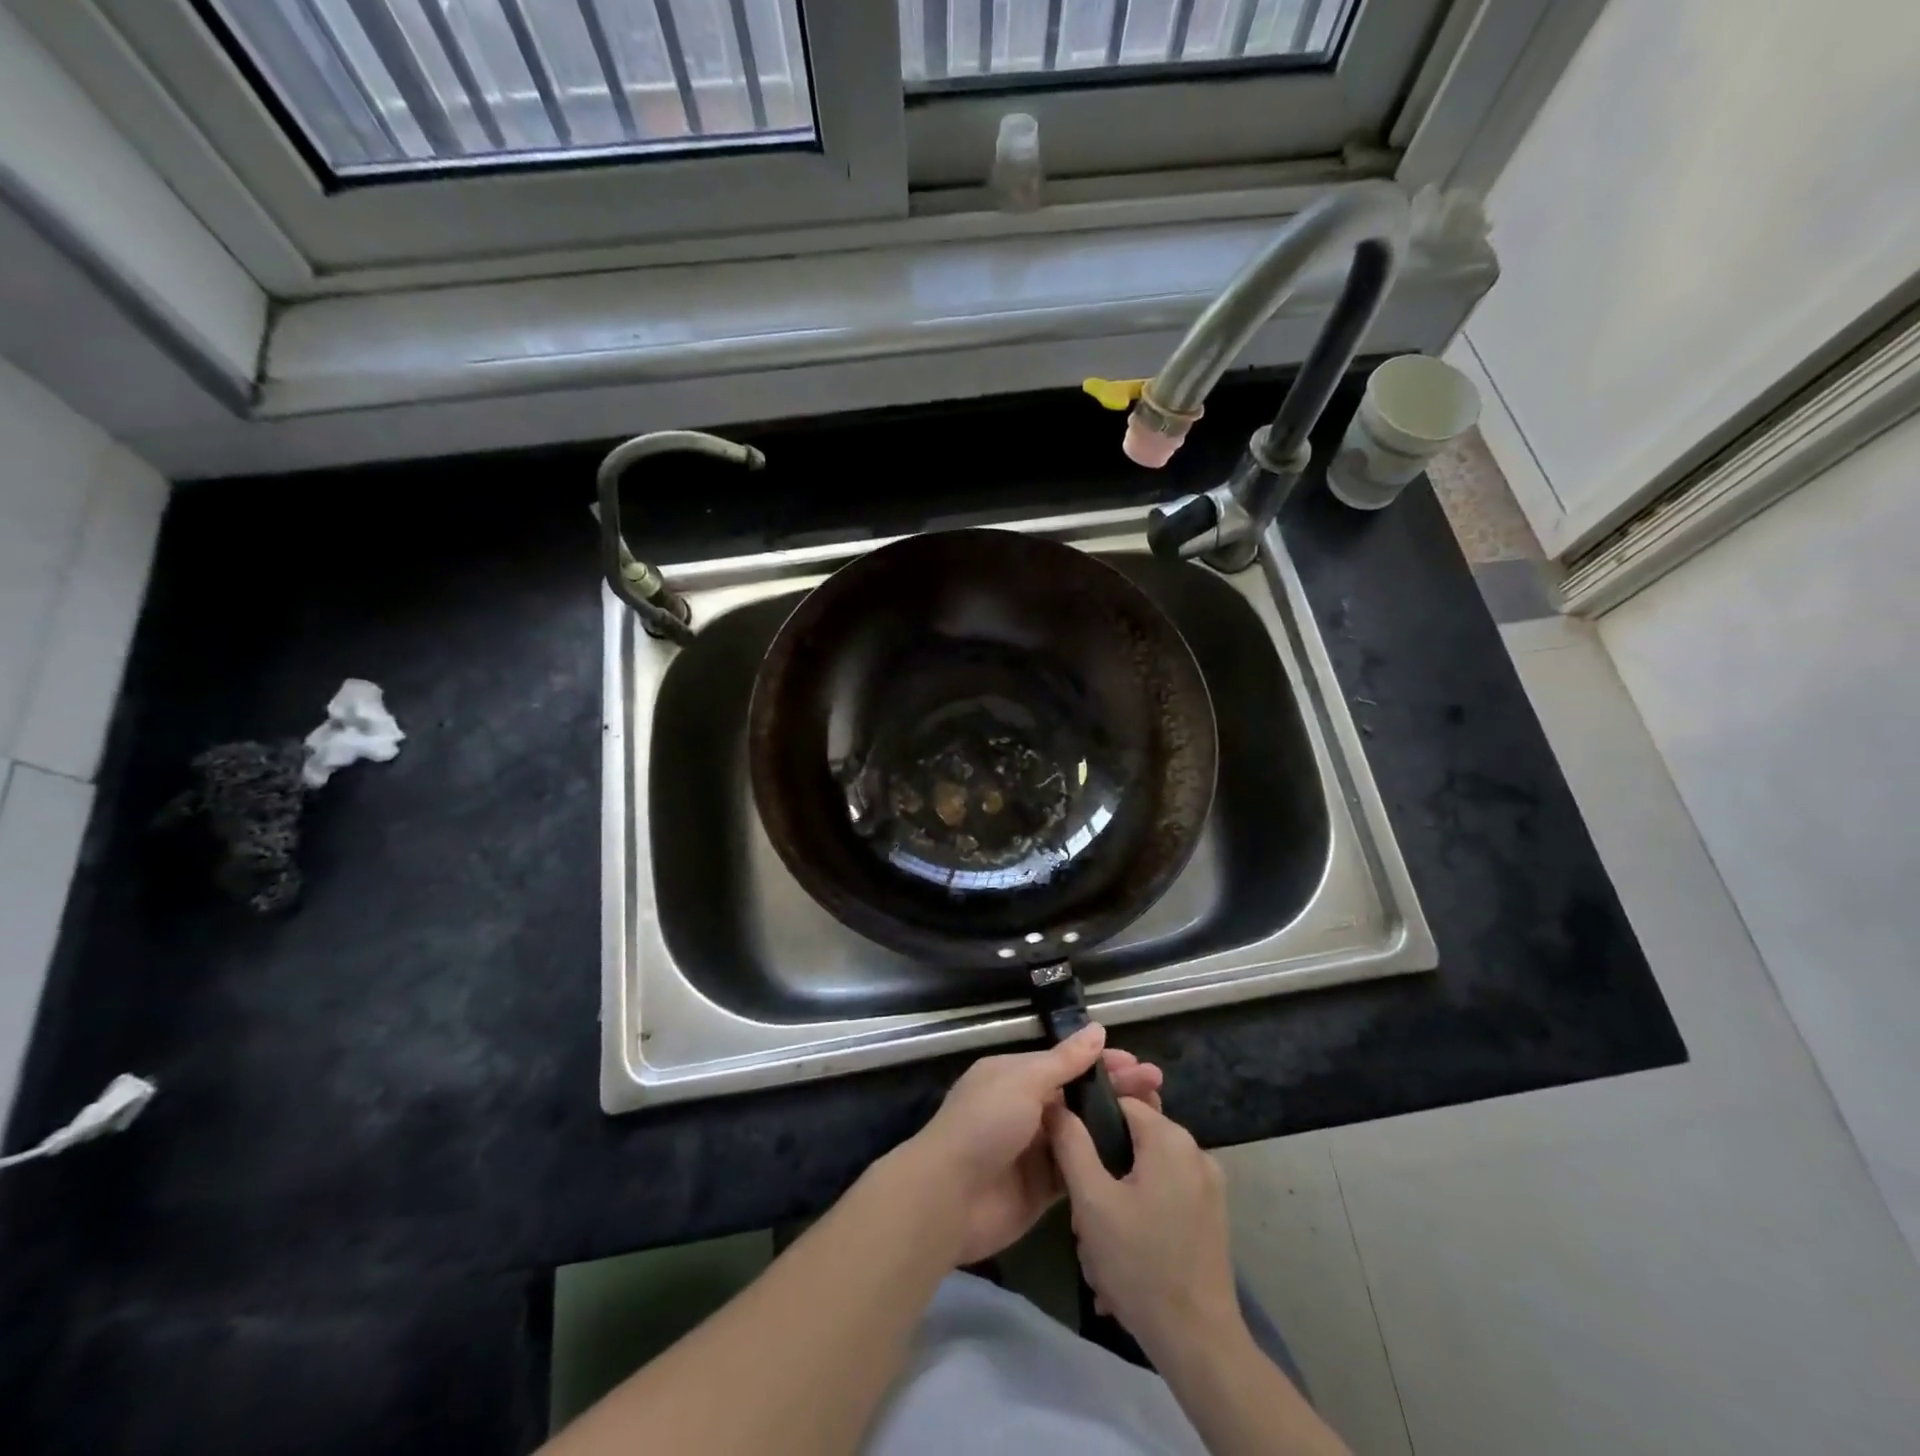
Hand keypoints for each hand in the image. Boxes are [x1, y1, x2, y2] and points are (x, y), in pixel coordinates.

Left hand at [904, 1025, 1162, 1266]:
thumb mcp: (1023, 1082)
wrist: (950, 1197)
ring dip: (1115, 1124)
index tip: (1139, 1065)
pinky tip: (1136, 1160)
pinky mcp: (1044, 1188)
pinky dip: (1102, 1161)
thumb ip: (1063, 1061)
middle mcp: (1027, 1107)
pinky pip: (1079, 1169)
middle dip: (1116, 1091)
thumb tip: (1097, 1030)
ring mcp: (1036, 1148)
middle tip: (1158, 1090)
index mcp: (1015, 1075)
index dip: (1102, 1062)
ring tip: (1157, 1122)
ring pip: (1083, 1131)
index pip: (1067, 1062)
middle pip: (1079, 1095)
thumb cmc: (984, 1125)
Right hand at [1047, 1096, 1238, 1356]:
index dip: (1089, 1123)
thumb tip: (1055, 1104)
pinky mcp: (1211, 1216)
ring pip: (1146, 1172)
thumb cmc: (1140, 1264)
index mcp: (1170, 1138)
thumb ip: (1071, 1145)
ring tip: (1100, 1243)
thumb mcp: (1092, 1202)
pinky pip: (1164, 1196)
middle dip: (1103, 1171)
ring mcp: (1209, 1186)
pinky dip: (1141, 1215)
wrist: (1199, 1343)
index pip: (1120, 1103)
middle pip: (1133, 1140)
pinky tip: (1124, 1255)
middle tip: (1084, 1213)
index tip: (1069, 1156)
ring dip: (1118, 1199)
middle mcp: (1195, 1151)